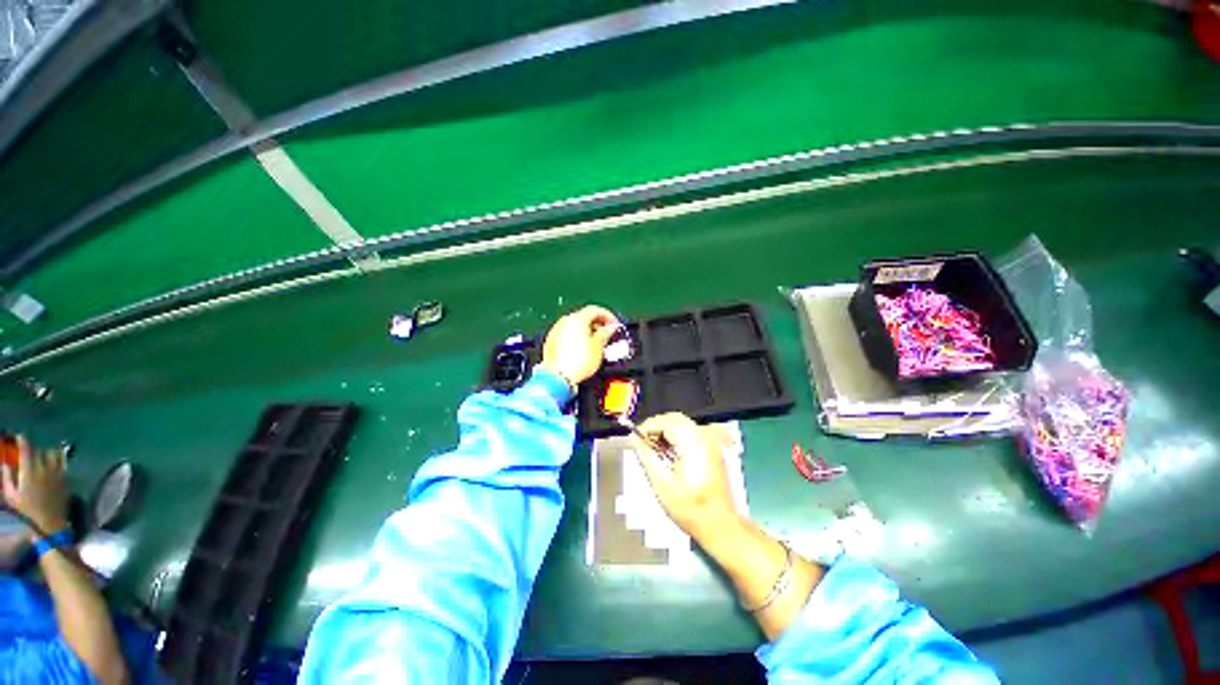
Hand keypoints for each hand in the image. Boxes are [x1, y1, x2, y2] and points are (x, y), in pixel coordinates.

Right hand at [1, 436, 69, 536]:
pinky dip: (58, 459)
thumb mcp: (11, 495)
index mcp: (30, 470)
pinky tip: (52, 463)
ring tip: (41, 457)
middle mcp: (45, 468)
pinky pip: (63, 463)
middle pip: (40, 450)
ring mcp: (58, 473)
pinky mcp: (66, 479)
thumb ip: (6, 477)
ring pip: (54, 453)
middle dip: (34, 448)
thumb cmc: (27, 512)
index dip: (23, 440)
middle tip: (28, 452)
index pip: (27, 448)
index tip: (19, 437)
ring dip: (47, 452)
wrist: (50, 525)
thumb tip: (4, 463)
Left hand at [537, 305, 620, 385]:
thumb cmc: (578, 362)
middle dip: (596, 323)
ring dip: (586, 330)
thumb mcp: (598, 347)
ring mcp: (555, 331)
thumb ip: (605, 333)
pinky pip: (566, 334)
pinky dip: (575, 337)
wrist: (557, 378)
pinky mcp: (550, 341)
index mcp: (577, 319)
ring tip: (594, 342)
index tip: (614, 324)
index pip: (595, 310)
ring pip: (574, 325)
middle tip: (606, 333)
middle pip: (583, 316)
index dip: (607, 316)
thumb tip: (611, 327)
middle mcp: (564, 321)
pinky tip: (581, 348)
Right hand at [630, 413, 740, 539]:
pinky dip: (677, 437)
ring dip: (666, 431)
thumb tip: (634, 440)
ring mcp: (711, 442)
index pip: (666, 422)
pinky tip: (669, 453)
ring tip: (654, 450)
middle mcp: (704, 437)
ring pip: (683, 424)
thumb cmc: (690, 508)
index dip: (648, 426)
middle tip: (643, 443)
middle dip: (657, 427)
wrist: (720, 524)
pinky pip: (691, 433)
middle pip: (675, 419)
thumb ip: (647, 457)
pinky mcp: (713, 449)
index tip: (635, 437)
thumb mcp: (662, 484)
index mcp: (693, 444)